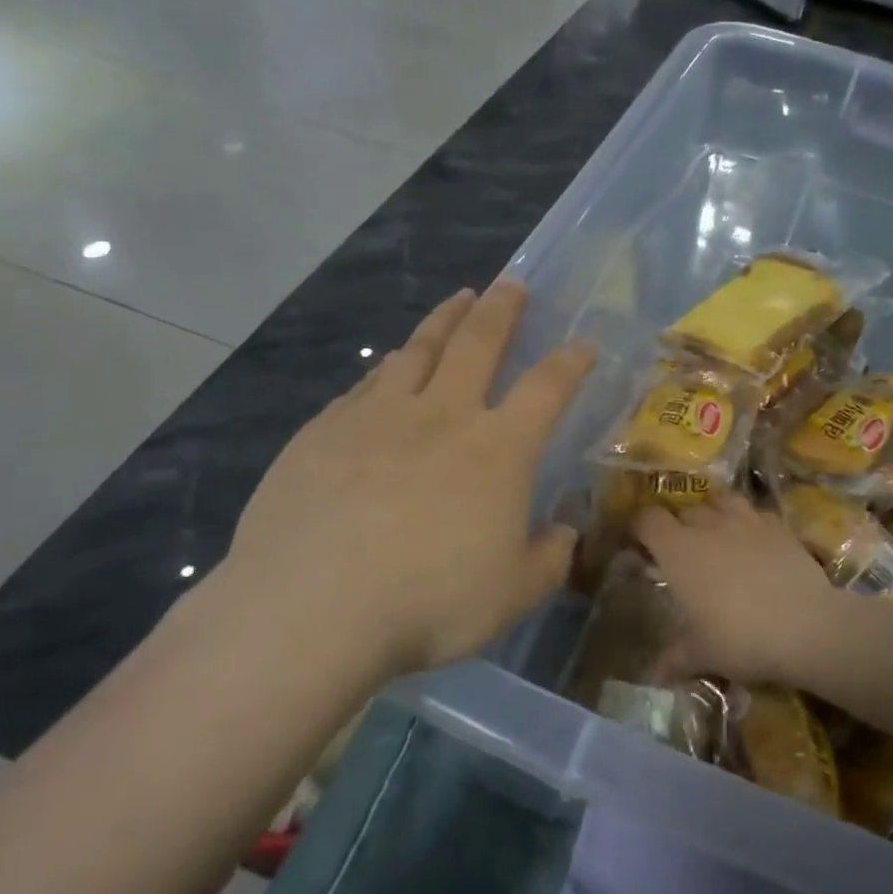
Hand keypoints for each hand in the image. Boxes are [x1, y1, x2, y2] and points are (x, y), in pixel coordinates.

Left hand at [220, 281, 594, 677]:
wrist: (311, 609)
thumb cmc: (428, 603)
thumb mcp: (512, 595)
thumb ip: (549, 559)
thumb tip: (563, 533)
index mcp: (498, 450)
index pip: (547, 389)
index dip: (570, 362)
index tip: (582, 345)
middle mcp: (442, 416)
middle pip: (478, 342)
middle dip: (501, 308)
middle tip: (511, 284)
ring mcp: (377, 416)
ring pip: (419, 349)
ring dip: (444, 320)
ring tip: (457, 302)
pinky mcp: (325, 430)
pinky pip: (367, 383)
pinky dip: (389, 367)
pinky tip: (389, 368)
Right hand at [635, 492, 849, 685]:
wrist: (805, 626)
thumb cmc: (739, 637)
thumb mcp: (701, 654)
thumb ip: (674, 658)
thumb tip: (654, 675)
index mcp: (678, 550)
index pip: (648, 519)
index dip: (641, 528)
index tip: (641, 546)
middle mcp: (708, 525)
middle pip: (684, 510)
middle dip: (678, 526)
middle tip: (682, 553)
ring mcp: (746, 521)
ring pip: (721, 501)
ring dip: (714, 514)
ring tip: (718, 536)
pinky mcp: (779, 526)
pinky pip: (756, 514)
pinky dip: (750, 523)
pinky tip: (755, 542)